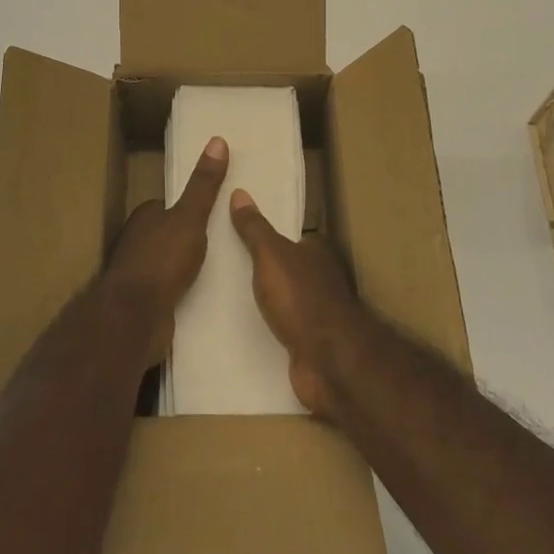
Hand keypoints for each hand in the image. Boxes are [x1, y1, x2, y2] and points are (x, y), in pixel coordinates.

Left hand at [102, 136, 229, 361]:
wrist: (135, 318)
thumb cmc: (161, 260)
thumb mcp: (190, 217)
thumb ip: (203, 185)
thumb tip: (217, 140)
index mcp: (145, 217)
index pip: (168, 205)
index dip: (190, 206)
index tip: (215, 210)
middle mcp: (137, 242)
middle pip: (169, 233)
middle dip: (191, 237)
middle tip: (227, 240)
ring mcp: (140, 274)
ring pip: (169, 263)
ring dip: (189, 266)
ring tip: (223, 268)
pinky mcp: (146, 303)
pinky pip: (171, 290)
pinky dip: (185, 290)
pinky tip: (207, 296)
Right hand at [229, 189, 364, 417]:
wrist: (328, 361)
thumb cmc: (300, 298)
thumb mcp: (270, 255)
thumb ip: (254, 228)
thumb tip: (239, 192)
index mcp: (316, 252)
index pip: (291, 237)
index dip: (269, 235)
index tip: (241, 234)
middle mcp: (321, 279)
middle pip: (289, 267)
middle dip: (264, 268)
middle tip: (225, 264)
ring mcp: (317, 313)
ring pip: (286, 298)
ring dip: (267, 299)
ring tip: (228, 296)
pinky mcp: (309, 343)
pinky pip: (284, 327)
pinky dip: (269, 326)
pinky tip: (245, 328)